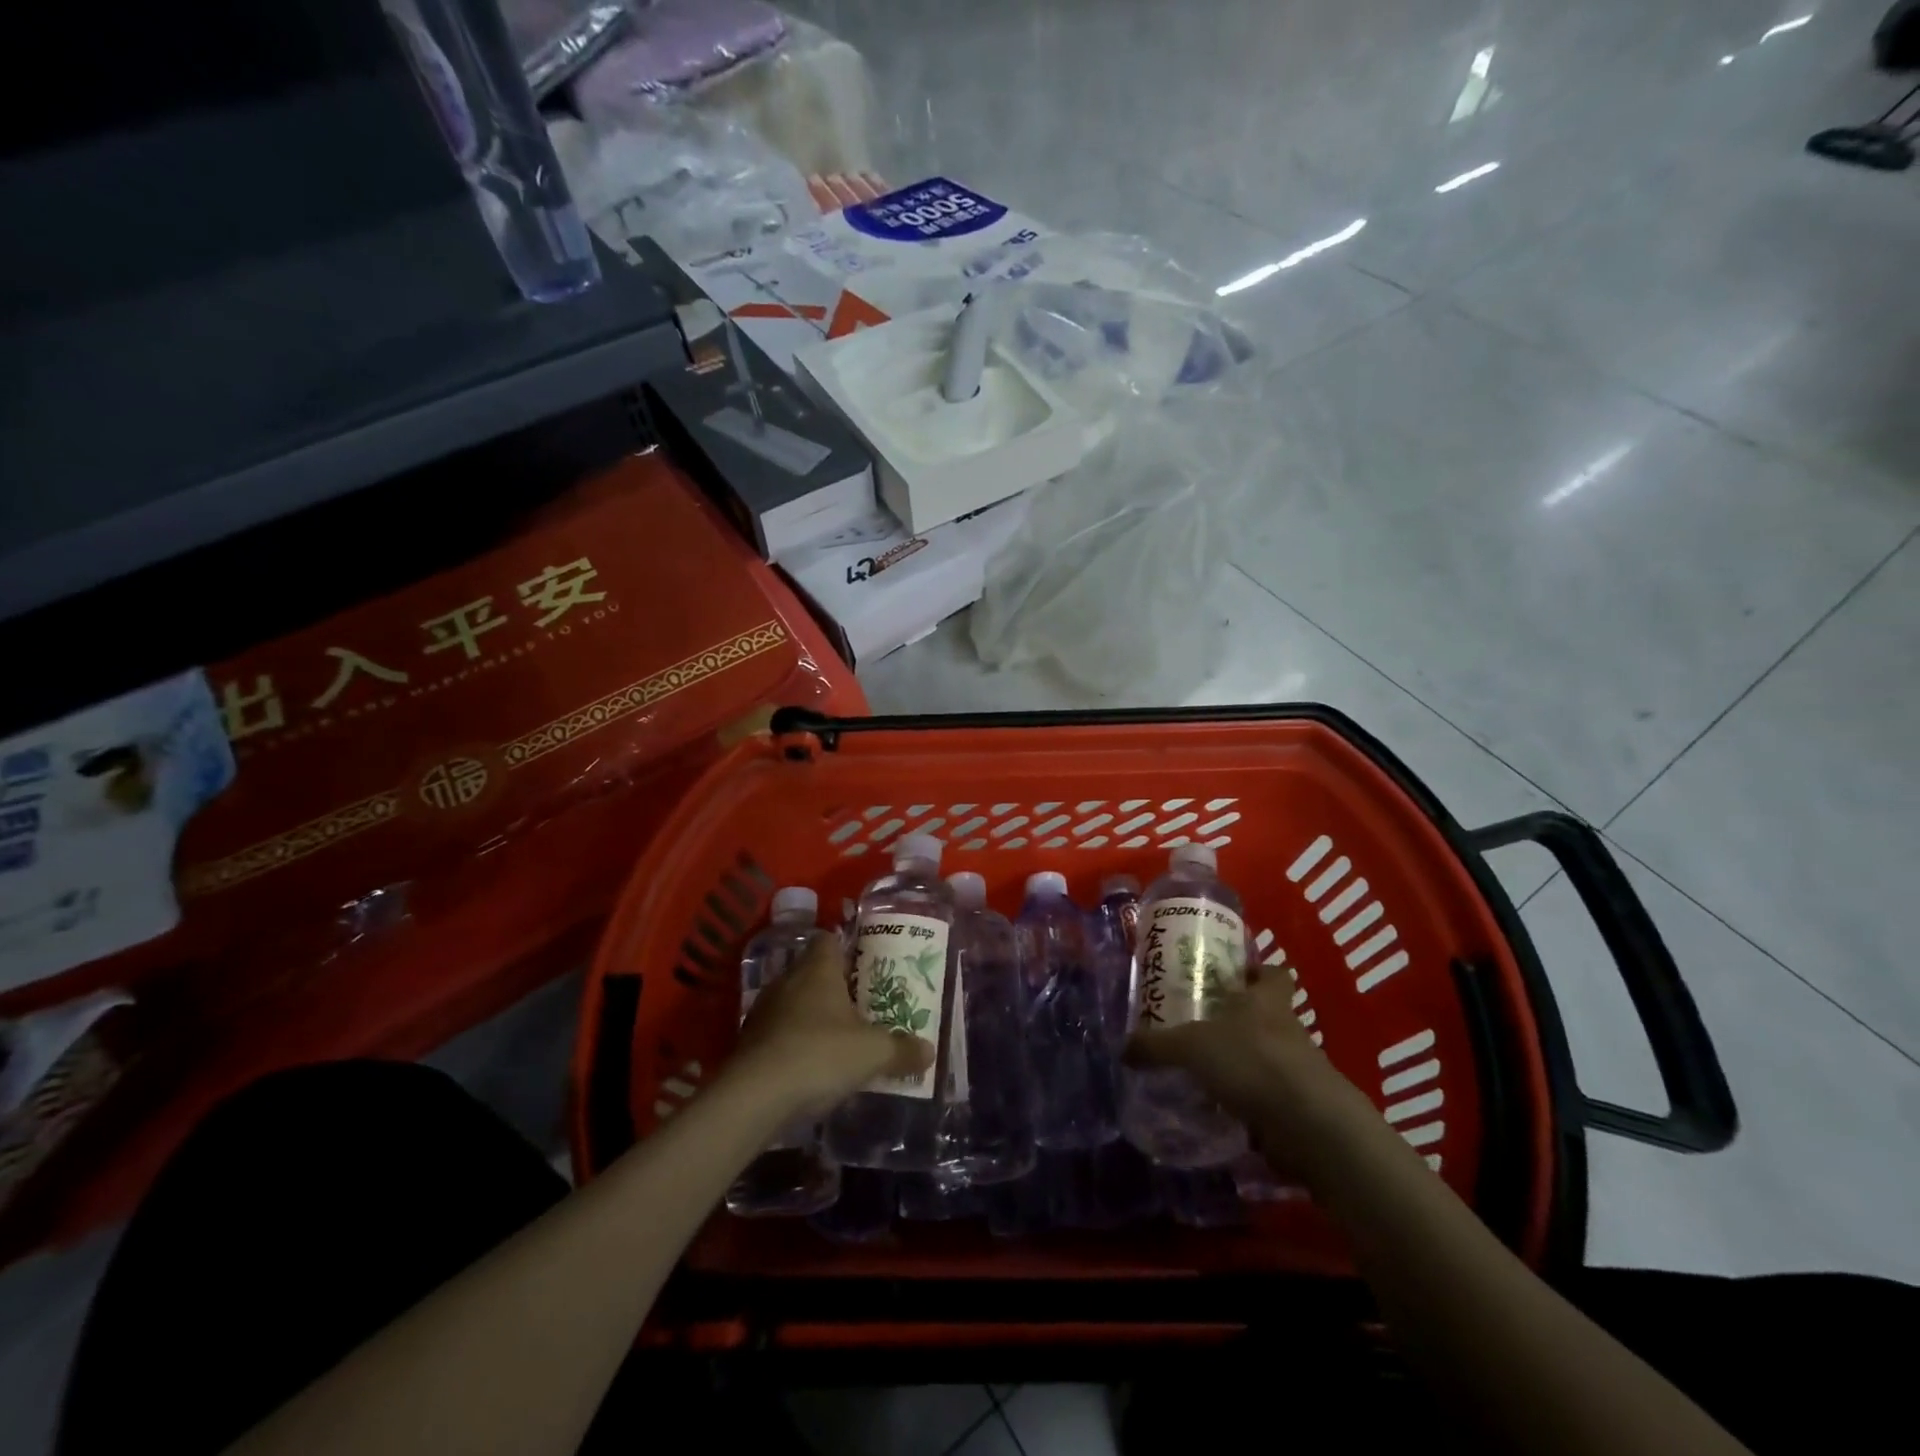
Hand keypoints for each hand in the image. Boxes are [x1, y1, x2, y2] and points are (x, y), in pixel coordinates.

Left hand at [732, 933, 933, 1118]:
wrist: (754, 1097)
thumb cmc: (820, 1055)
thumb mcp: (872, 1052)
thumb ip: (901, 1048)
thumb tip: (929, 1050)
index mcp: (817, 969)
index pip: (829, 939)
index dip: (847, 946)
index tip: (866, 962)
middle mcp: (788, 981)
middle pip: (813, 971)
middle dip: (835, 986)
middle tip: (862, 1003)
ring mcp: (764, 1011)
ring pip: (794, 1002)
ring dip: (813, 1016)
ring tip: (840, 1036)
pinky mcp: (749, 1042)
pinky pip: (779, 1032)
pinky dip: (795, 1042)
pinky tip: (812, 1065)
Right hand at [1126, 969, 1365, 1172]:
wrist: (1310, 1125)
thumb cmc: (1253, 1062)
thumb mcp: (1192, 1047)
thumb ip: (1157, 1046)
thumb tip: (1123, 1049)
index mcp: (1267, 1001)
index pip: (1273, 973)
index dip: (1256, 971)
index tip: (1232, 975)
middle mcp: (1287, 1029)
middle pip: (1267, 1015)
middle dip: (1238, 1019)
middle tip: (1200, 1024)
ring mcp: (1297, 1070)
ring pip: (1266, 1056)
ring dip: (1242, 1062)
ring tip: (1203, 1070)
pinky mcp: (1298, 1107)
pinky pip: (1268, 1097)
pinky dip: (1247, 1101)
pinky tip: (1219, 1108)